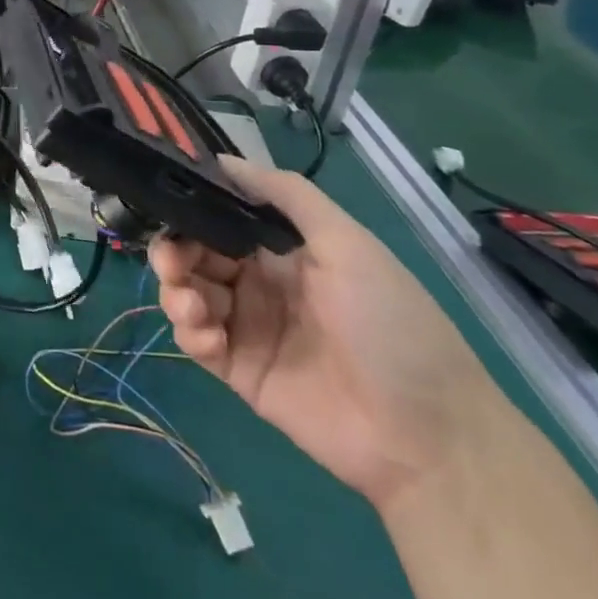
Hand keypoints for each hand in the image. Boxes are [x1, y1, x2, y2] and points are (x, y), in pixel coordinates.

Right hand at [150, 155, 501, 512]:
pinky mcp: (238, 370)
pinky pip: (195, 339)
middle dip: (173, 250)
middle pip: (195, 253)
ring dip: (175, 289)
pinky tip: (207, 335)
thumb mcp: (349, 245)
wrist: (429, 439)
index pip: (221, 217)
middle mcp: (260, 281)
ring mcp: (248, 326)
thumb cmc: (392, 326)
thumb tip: (223, 159)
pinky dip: (188, 330)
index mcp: (284, 250)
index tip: (169, 205)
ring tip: (190, 303)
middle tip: (172, 261)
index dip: (193, 210)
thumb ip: (288, 196)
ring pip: (187, 292)